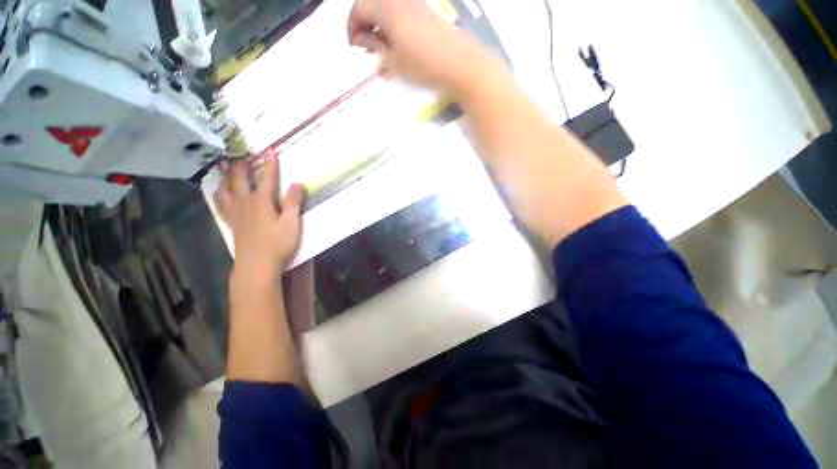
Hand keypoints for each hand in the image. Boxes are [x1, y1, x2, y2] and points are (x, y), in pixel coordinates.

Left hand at [213, 156, 304, 281]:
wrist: (257, 265)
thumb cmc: (278, 245)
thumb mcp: (291, 224)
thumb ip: (293, 203)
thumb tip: (298, 183)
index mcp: (262, 202)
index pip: (267, 178)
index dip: (270, 163)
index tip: (271, 149)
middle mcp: (246, 203)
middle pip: (241, 179)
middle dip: (243, 164)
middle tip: (242, 152)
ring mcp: (236, 213)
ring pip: (226, 188)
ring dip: (227, 175)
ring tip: (225, 165)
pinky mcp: (232, 222)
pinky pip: (221, 203)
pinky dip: (219, 193)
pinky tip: (220, 191)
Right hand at [347, 0, 494, 97]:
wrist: (459, 63)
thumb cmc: (423, 65)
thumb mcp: (394, 62)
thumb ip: (376, 48)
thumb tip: (365, 40)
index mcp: (387, 8)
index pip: (359, 9)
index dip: (352, 27)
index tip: (353, 46)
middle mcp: (400, 0)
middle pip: (373, 4)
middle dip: (364, 23)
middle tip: (365, 46)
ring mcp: (415, 4)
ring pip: (388, 7)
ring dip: (379, 23)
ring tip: (382, 46)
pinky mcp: (427, 12)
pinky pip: (402, 11)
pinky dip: (393, 23)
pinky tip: (398, 42)